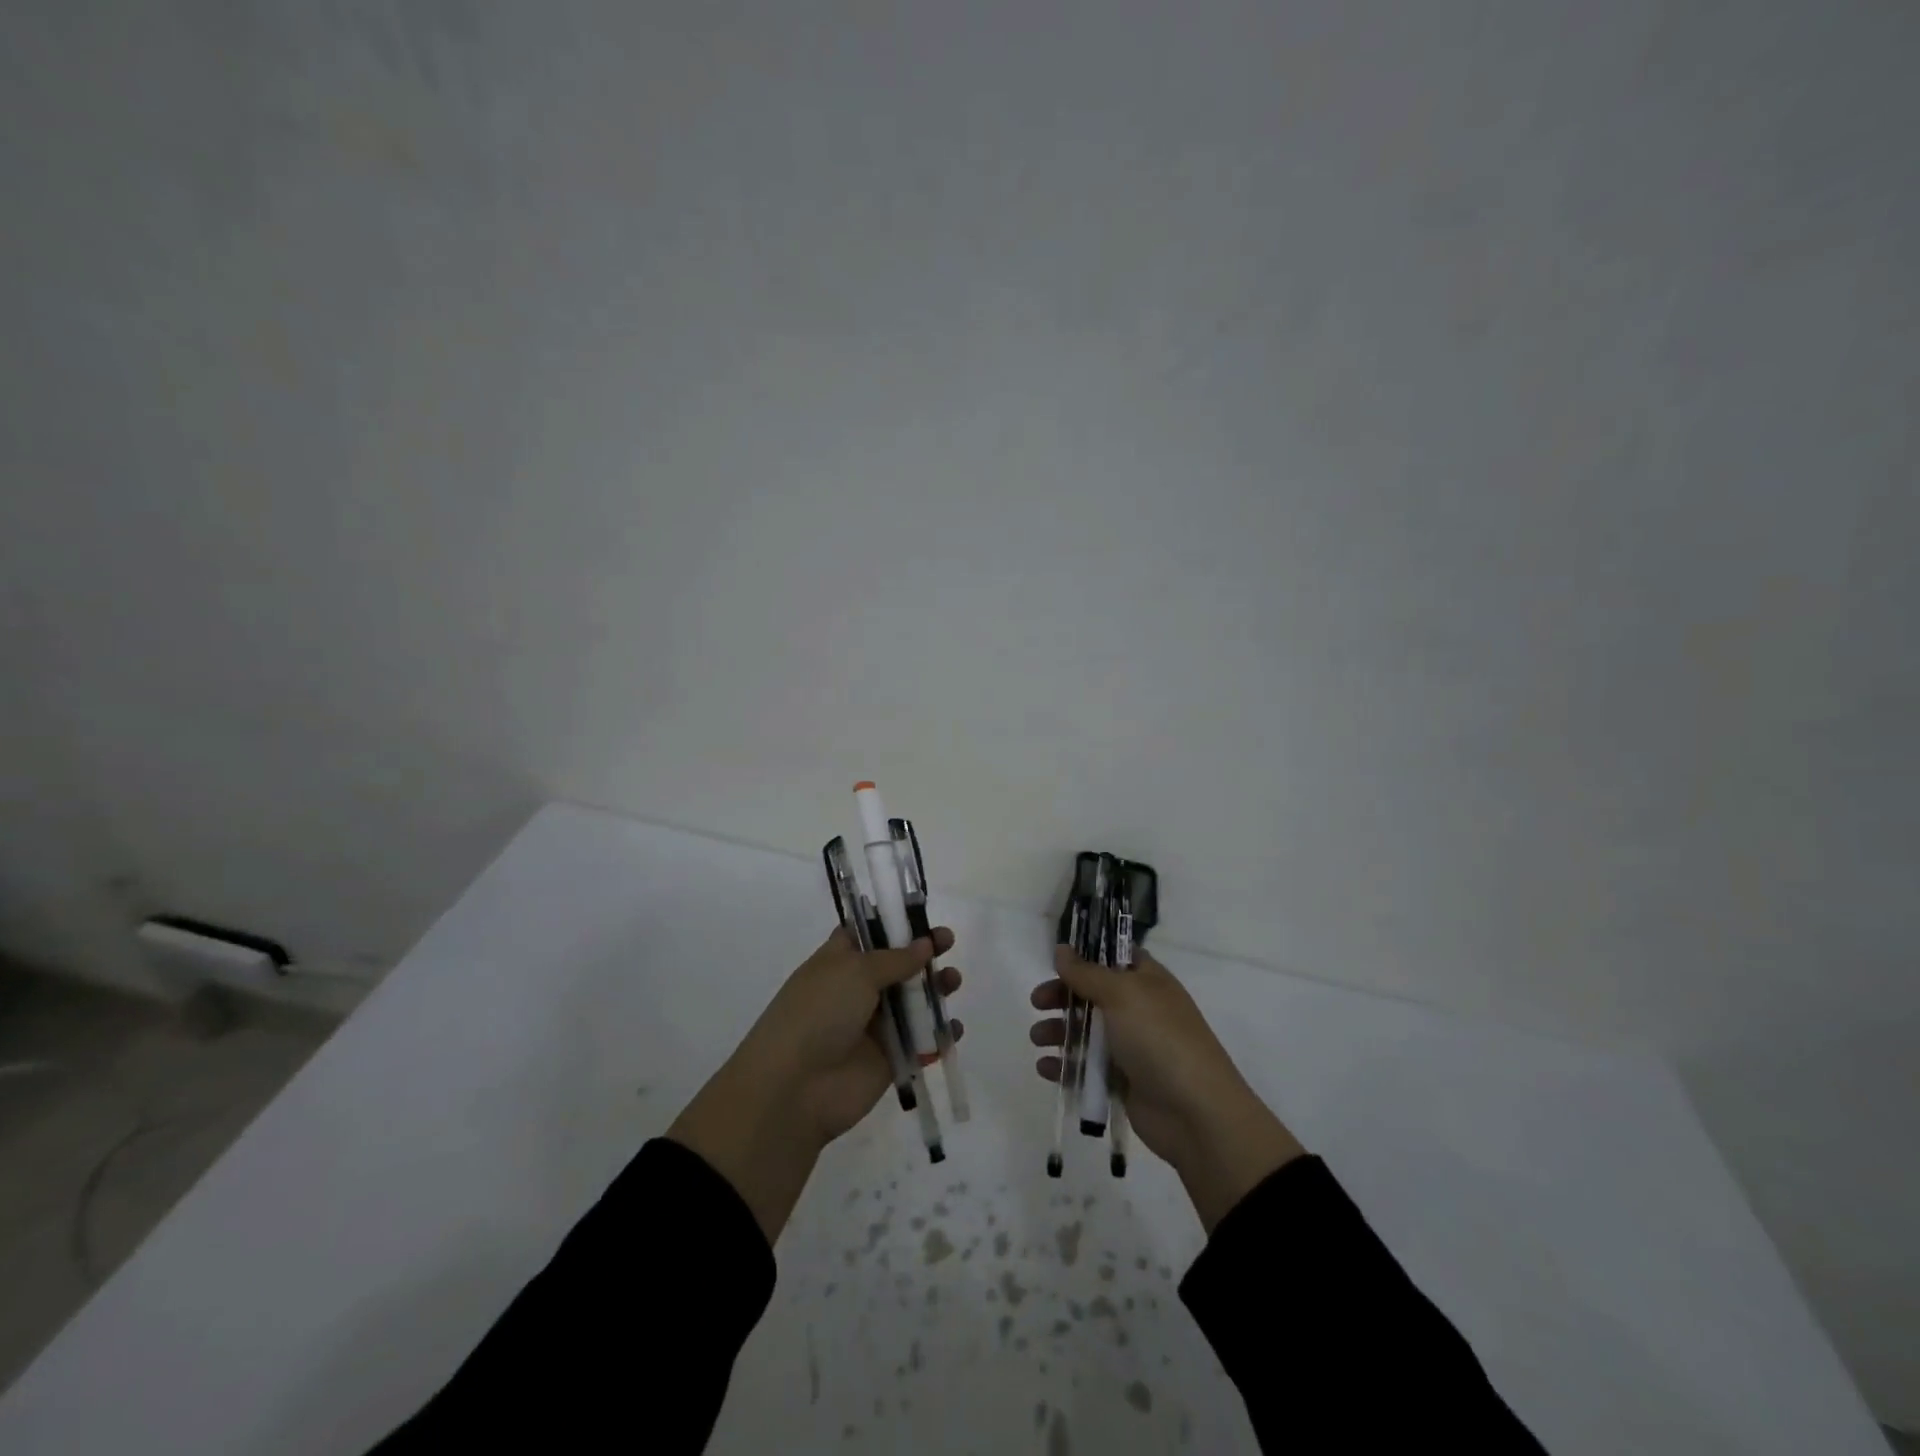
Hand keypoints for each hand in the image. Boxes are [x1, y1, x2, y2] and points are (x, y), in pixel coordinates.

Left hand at [671, 927, 962, 1242]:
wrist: (795, 1088)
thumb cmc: (819, 1013)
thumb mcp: (854, 971)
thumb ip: (895, 958)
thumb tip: (924, 944)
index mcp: (838, 961)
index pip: (866, 934)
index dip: (893, 924)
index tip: (922, 916)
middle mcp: (856, 990)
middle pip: (897, 965)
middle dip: (923, 953)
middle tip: (947, 943)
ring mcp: (873, 1026)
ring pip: (912, 1001)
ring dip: (935, 989)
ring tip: (952, 981)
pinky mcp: (890, 1059)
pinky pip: (921, 1042)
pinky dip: (939, 1034)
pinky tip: (953, 1028)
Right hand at [1031, 945, 1302, 1232]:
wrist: (1196, 1113)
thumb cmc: (1159, 1038)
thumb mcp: (1122, 994)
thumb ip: (1087, 973)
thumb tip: (1062, 949)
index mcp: (1147, 981)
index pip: (1114, 957)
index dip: (1086, 956)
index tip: (1056, 960)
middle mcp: (1139, 1009)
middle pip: (1092, 994)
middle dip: (1063, 996)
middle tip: (1037, 1003)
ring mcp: (1131, 1047)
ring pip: (1086, 1031)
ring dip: (1059, 1031)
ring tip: (1037, 1039)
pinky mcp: (1122, 1082)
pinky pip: (1087, 1068)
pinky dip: (1065, 1066)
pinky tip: (1046, 1068)